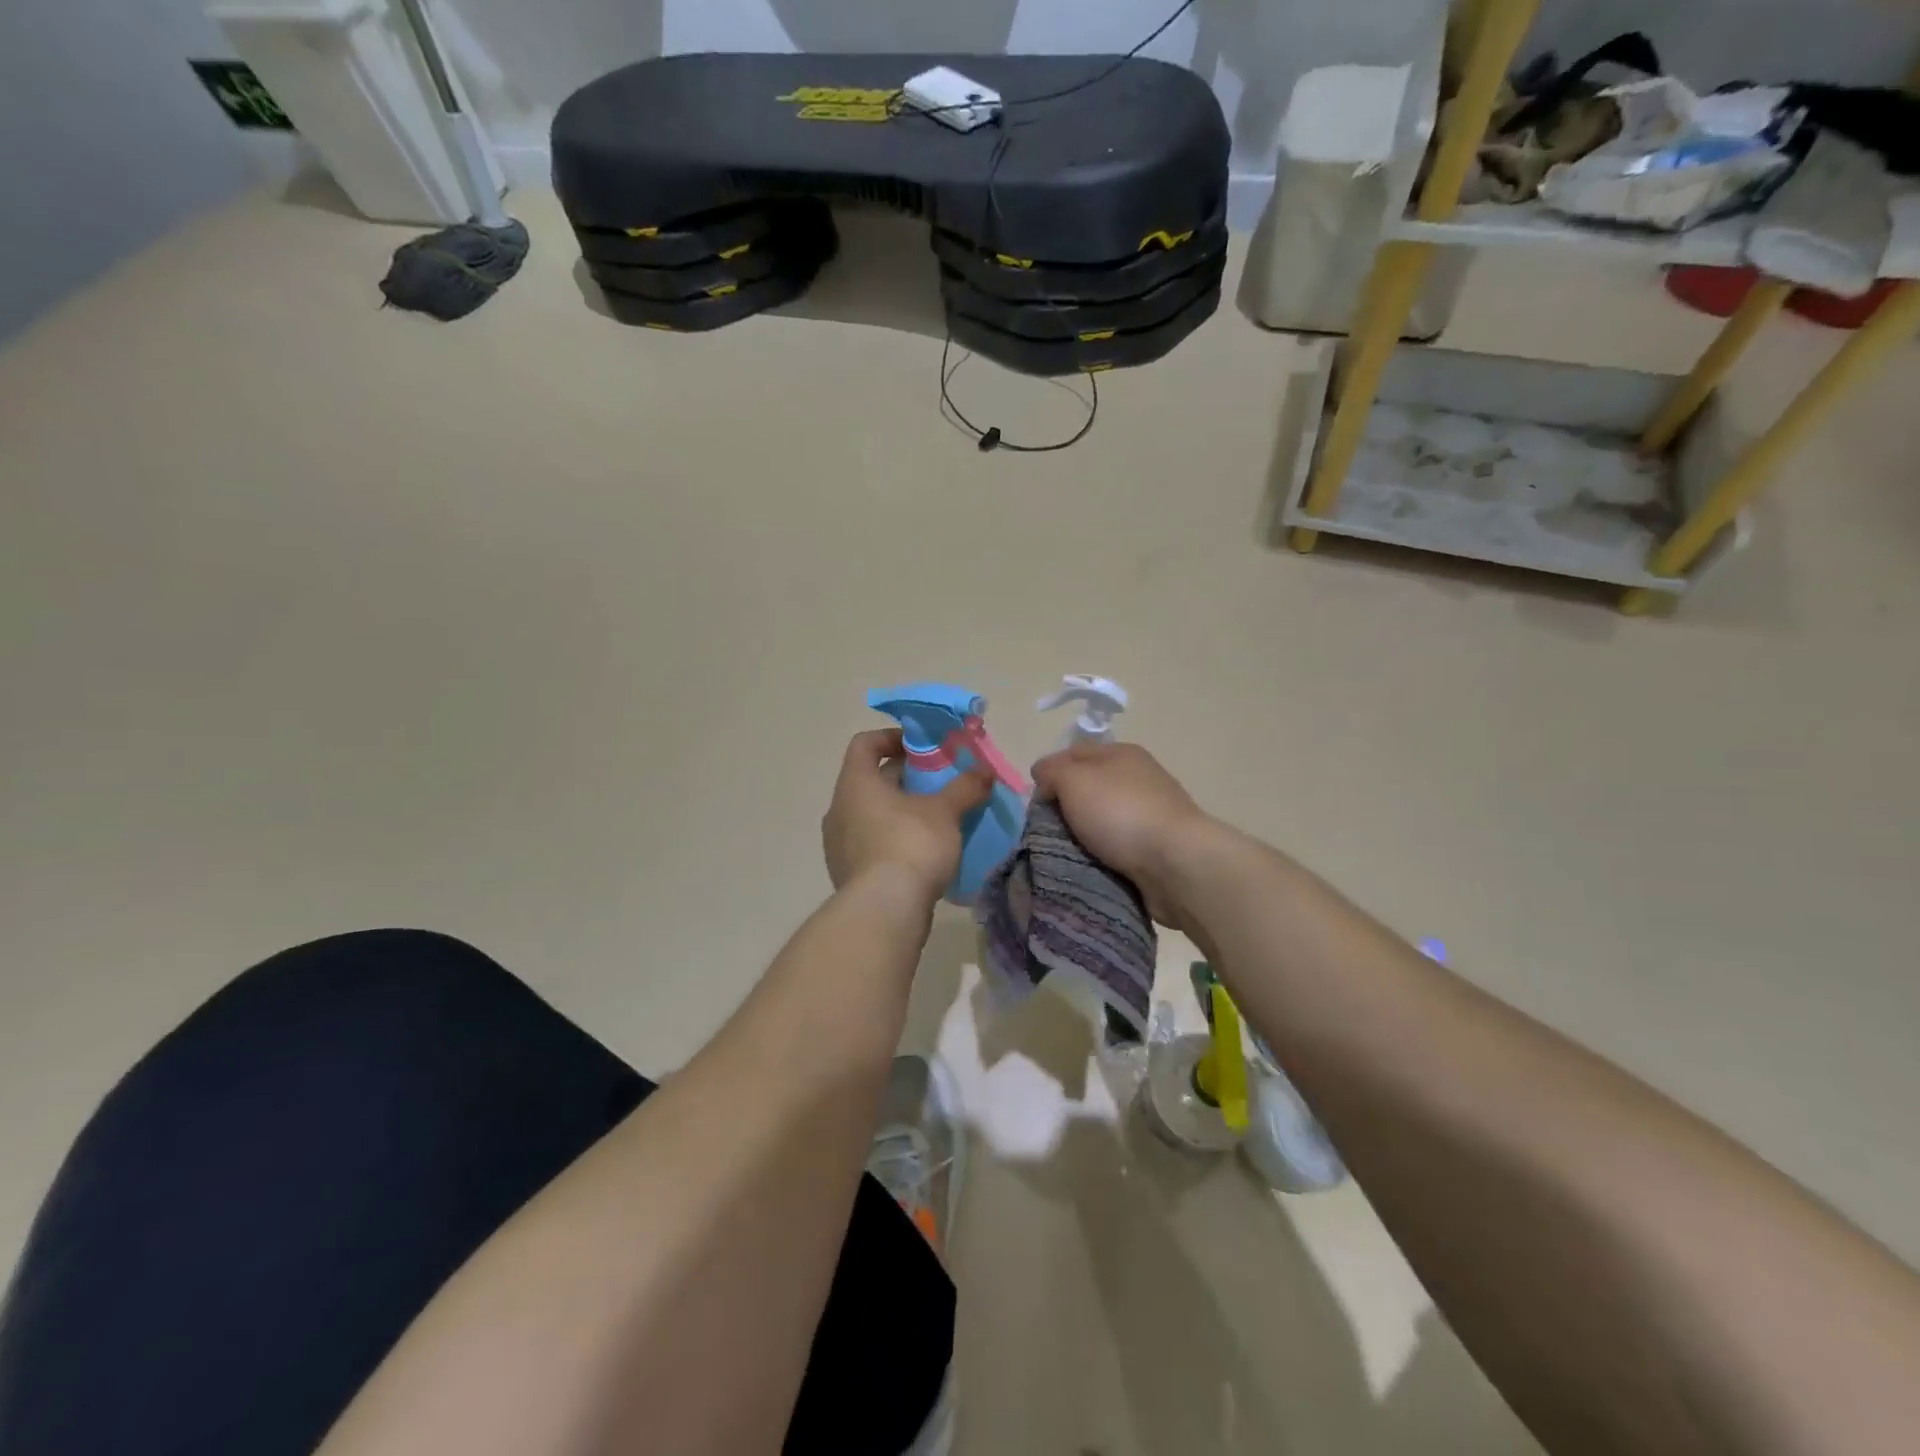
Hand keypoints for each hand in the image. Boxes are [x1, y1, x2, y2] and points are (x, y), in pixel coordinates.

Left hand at [823, 729, 992, 907]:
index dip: (892, 737)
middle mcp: (839, 809)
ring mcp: (839, 844)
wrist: (884, 911)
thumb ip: (965, 788)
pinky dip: (894, 838)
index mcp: (855, 784)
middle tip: (939, 781)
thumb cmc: (910, 845)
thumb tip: (985, 772)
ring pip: (871, 814)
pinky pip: (872, 843)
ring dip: (900, 810)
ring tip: (935, 817)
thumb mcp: (945, 812)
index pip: (864, 744)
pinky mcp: (848, 874)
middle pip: (870, 780)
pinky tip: (923, 851)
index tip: (921, 745)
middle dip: (905, 777)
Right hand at [1031, 741, 1219, 926]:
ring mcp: (1151, 813)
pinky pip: (1118, 846)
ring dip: (1084, 834)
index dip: (1049, 773)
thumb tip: (1044, 775)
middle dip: (1065, 807)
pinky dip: (1103, 854)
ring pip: (1102, 819)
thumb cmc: (1120, 813)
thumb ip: (1052, 771)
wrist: (1176, 863)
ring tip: (1066, 853)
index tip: (1034, 803)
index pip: (1073, 753)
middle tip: (1046, 830)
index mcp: (1121, 753)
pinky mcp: (1157, 846)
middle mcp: (1138, 777)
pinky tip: (1092, 865)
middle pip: (1088, 788)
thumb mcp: (1074, 780)